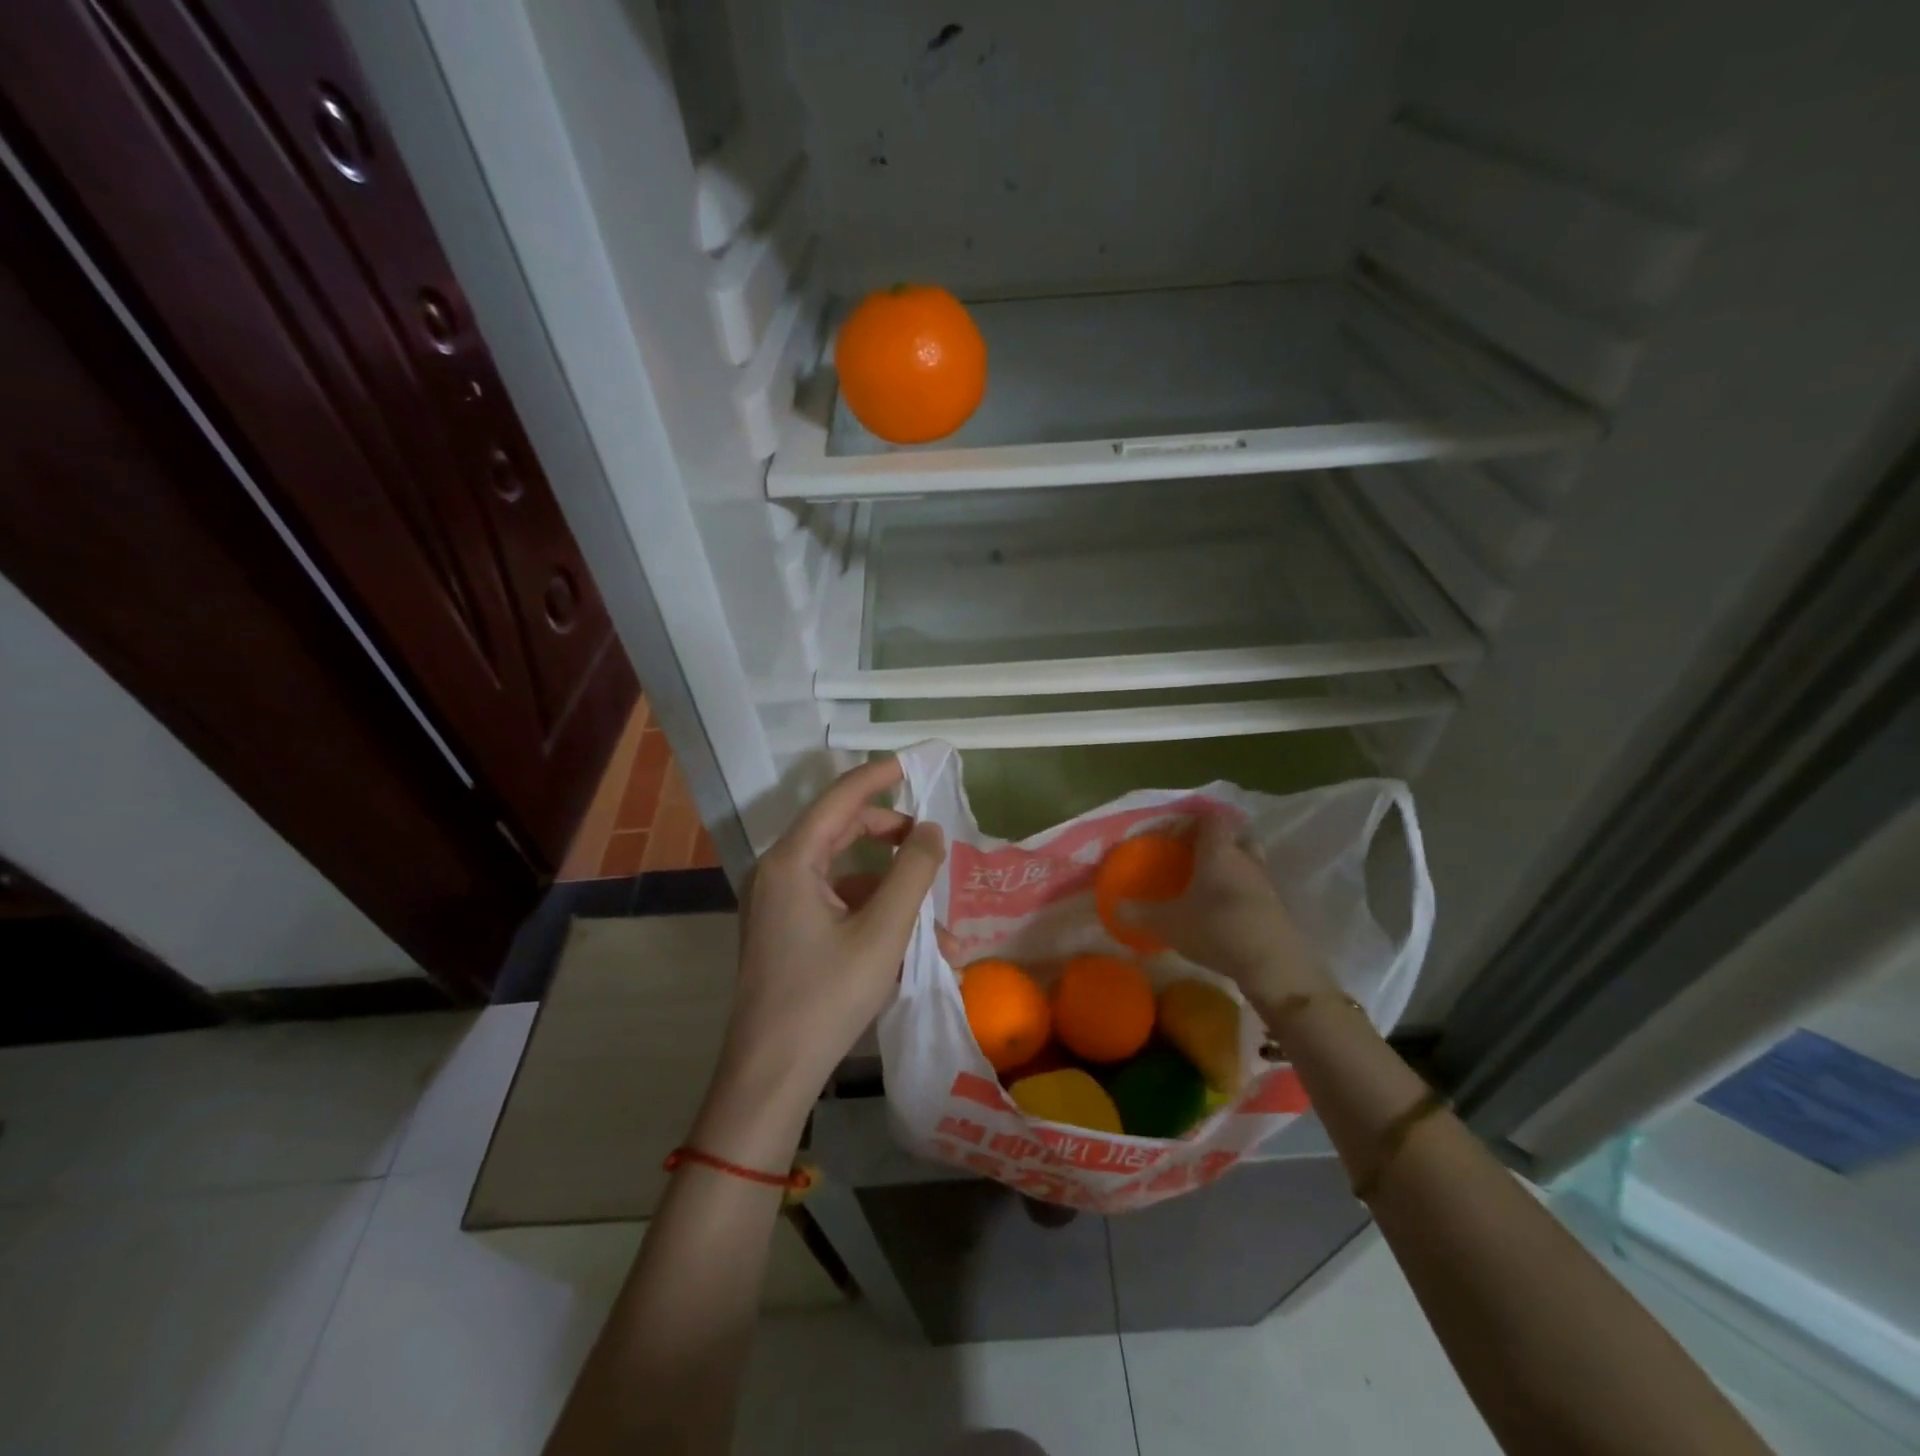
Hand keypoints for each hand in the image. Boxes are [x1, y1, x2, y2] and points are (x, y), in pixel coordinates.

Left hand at [712, 758, 944, 1126]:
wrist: (771, 1074)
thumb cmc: (826, 997)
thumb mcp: (883, 933)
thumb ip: (912, 873)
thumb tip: (931, 830)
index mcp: (792, 861)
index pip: (840, 798)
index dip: (878, 776)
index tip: (914, 764)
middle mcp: (778, 872)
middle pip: (841, 831)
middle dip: (892, 836)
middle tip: (932, 843)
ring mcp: (779, 903)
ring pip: (844, 874)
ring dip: (891, 891)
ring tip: (939, 927)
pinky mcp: (786, 930)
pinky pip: (836, 905)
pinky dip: (873, 916)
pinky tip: (913, 950)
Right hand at [1118, 816, 1334, 1007]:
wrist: (1274, 965)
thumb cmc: (1217, 930)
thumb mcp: (1169, 924)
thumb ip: (1140, 913)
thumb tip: (1113, 906)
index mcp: (1218, 852)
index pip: (1211, 819)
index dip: (1195, 820)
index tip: (1176, 833)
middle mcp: (1245, 859)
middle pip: (1236, 837)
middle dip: (1218, 843)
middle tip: (1196, 858)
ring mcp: (1265, 883)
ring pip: (1250, 862)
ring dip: (1234, 868)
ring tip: (1211, 886)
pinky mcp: (1277, 908)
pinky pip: (1257, 889)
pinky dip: (1243, 893)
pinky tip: (1227, 913)